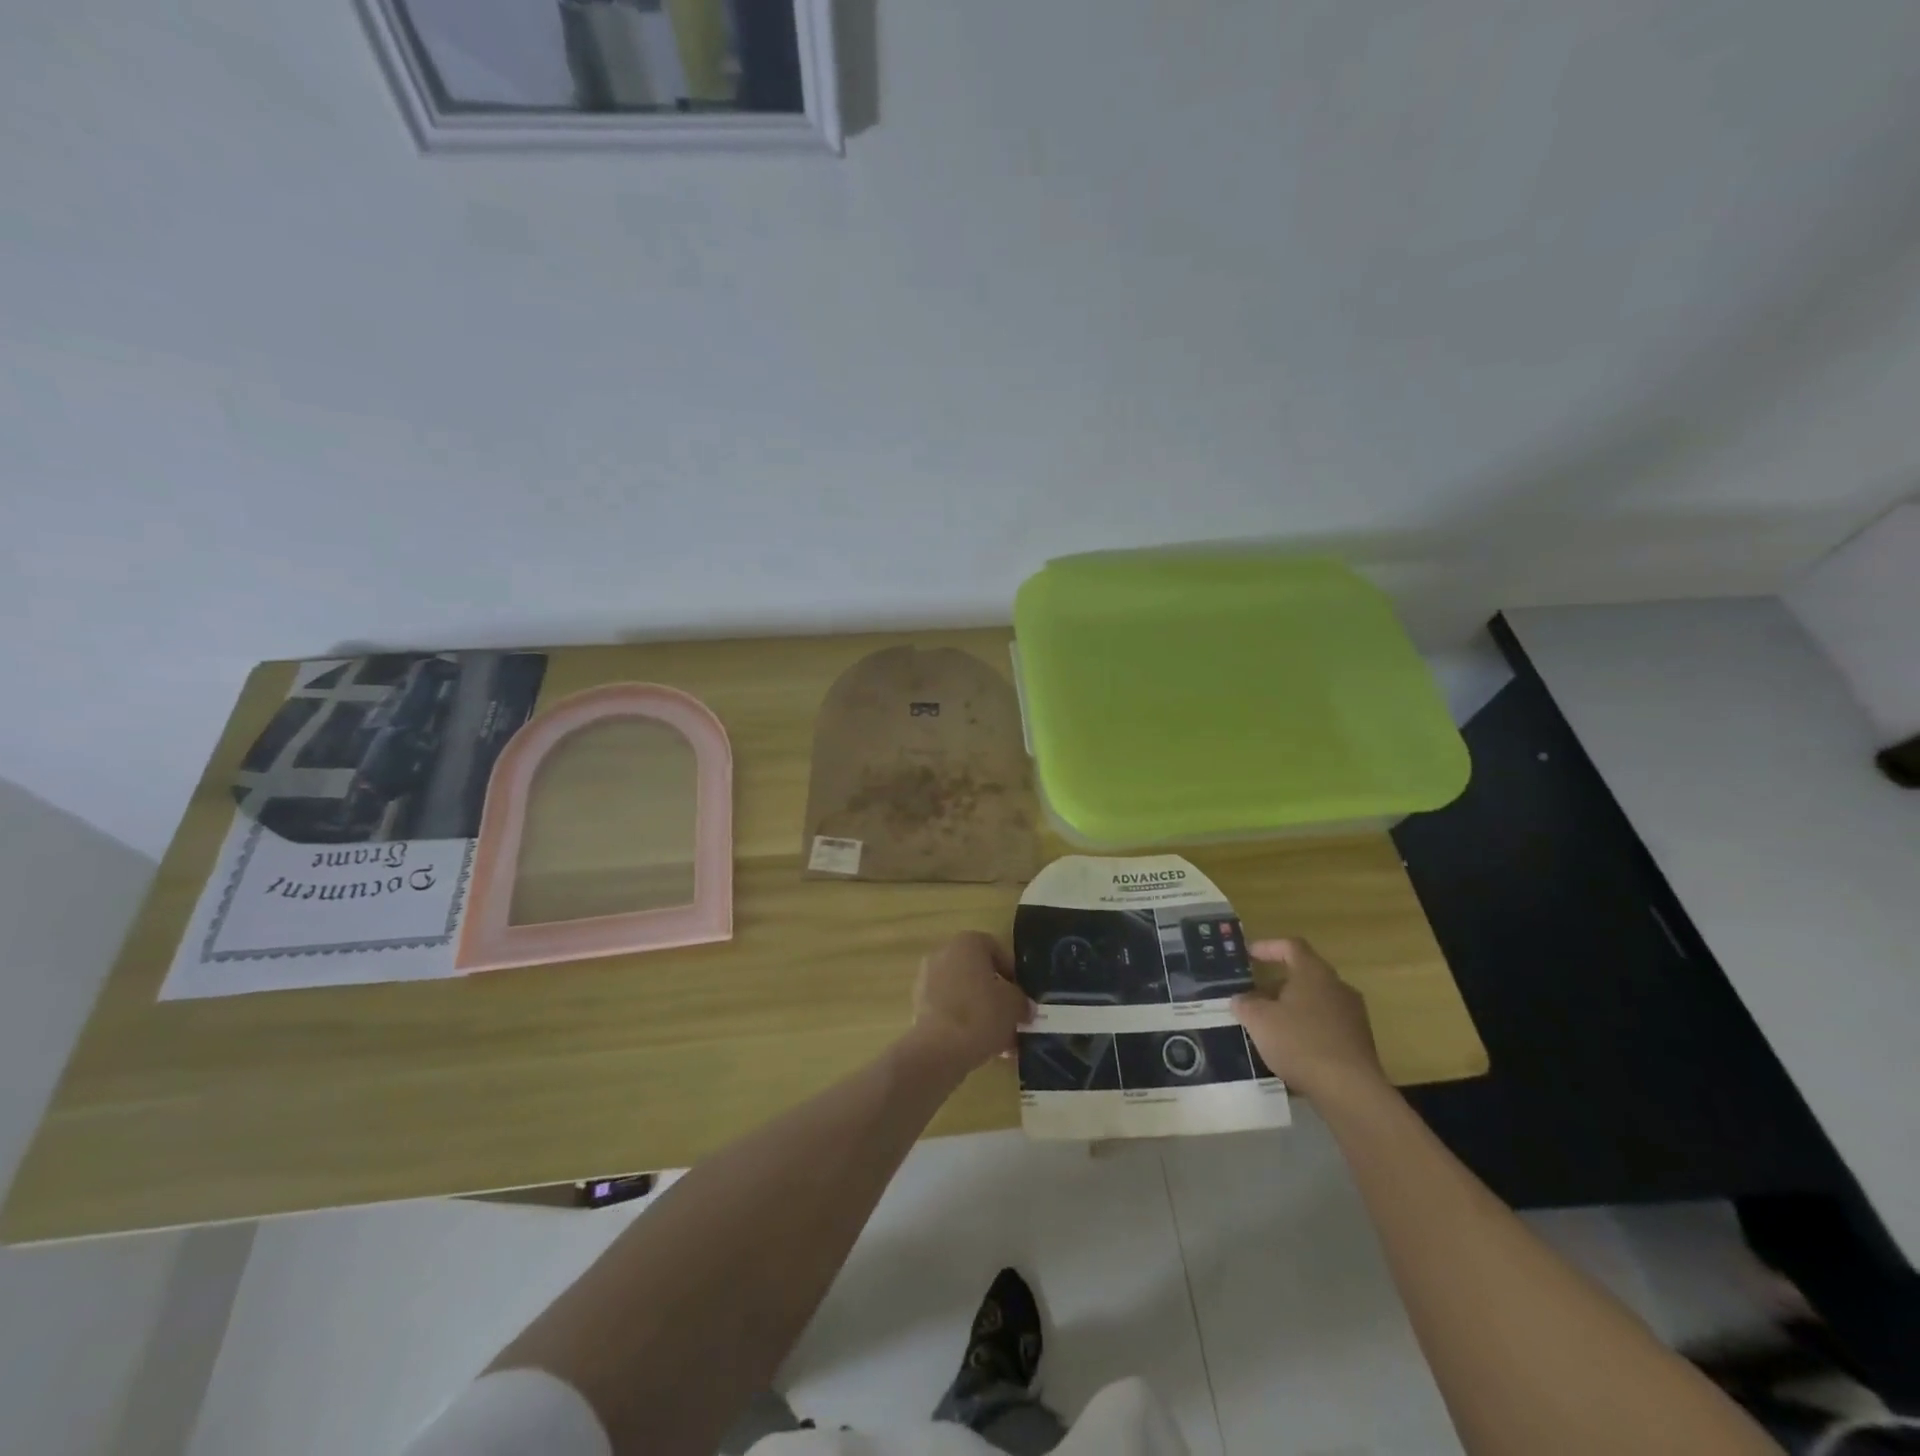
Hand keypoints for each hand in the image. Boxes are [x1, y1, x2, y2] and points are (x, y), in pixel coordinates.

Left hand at [908, 931, 1032, 1071]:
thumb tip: (1023, 1007)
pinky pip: (949, 1009)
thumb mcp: (1015, 1005)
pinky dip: (963, 1022)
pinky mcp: (919, 1006)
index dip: (1012, 972)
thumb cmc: (981, 1014)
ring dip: (981, 1011)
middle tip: (1011, 1016)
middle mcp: (943, 954)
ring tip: (999, 1038)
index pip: (995, 949)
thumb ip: (1022, 1001)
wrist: (939, 1049)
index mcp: (967, 943)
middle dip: (996, 994)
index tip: (1021, 994)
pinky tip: (980, 1045)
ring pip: (963, 993)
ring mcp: (927, 979)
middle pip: (977, 972)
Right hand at [1231, 938, 1386, 1099]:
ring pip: (1314, 1003)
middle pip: (1303, 976)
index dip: (1267, 947)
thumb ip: (1245, 1004)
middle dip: (1275, 985)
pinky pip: (1326, 1026)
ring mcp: (1353, 1016)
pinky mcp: (1359, 1042)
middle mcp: (1338, 987)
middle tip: (1252, 998)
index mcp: (1314, 973)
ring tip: (1267, 1027)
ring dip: (1290, 1009)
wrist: (1350, 1091)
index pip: (1291, 946)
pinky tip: (1290, 1050)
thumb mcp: (1259, 1020)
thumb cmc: (1300, 1043)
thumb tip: (1241, 999)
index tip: (1248, 955)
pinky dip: (1306, 1030)